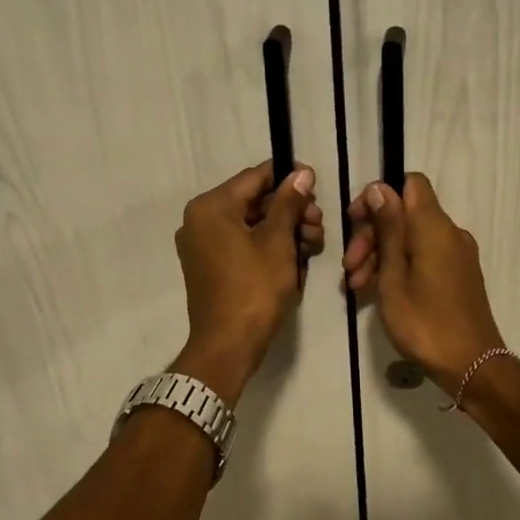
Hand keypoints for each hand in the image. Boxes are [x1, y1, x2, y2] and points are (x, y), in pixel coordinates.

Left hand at [174, 161, 322, 401]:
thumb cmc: (254, 289)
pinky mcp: (210, 266)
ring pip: (251, 225)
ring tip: (314, 245)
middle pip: (254, 202)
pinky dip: (268, 247)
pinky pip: (242, 245)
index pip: (255, 177)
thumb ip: (289, 203)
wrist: (228, 345)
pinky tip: (296, 259)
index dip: (288, 176)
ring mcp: (202, 245)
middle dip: (290, 210)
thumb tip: (301, 174)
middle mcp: (200, 220)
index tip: (316, 183)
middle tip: (319, 224)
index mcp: (211, 207)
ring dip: (284, 230)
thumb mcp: (278, 242)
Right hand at [342, 173, 503, 393]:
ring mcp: (456, 255)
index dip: (379, 194)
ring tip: (356, 287)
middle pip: (405, 214)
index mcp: (434, 227)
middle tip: (349, 268)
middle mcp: (449, 233)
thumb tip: (379, 189)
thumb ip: (388, 229)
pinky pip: (423, 257)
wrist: (471, 365)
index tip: (355, 220)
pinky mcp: (457, 275)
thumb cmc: (425, 322)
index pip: (410, 183)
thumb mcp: (394, 276)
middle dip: (372, 234)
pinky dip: (398, 267)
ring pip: (411, 238)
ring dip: (380, 255)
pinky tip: (376, 292)